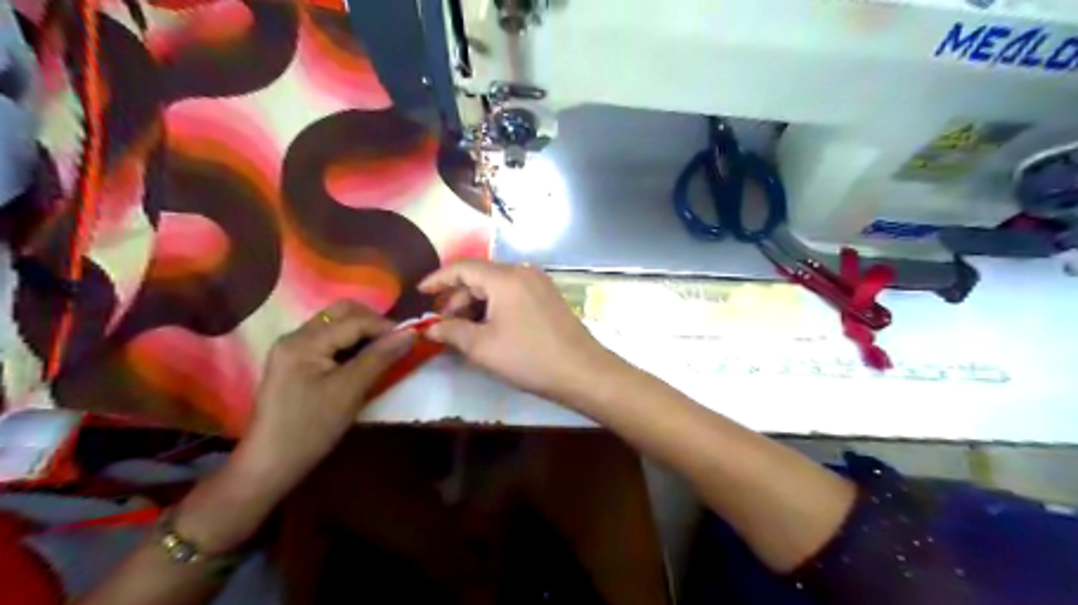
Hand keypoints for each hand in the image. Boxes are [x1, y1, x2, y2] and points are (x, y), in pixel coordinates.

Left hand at [234, 301, 414, 489]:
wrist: (270, 464)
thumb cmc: (311, 428)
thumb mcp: (350, 391)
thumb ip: (380, 357)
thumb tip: (410, 333)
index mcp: (304, 341)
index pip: (354, 320)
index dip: (386, 326)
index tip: (413, 337)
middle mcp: (295, 337)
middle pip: (341, 313)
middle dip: (373, 322)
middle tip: (396, 341)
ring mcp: (293, 349)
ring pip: (336, 324)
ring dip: (363, 332)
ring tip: (385, 349)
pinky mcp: (295, 362)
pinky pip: (329, 340)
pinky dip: (351, 343)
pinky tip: (364, 359)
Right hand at [422, 260, 623, 405]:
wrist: (581, 371)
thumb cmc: (528, 357)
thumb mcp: (482, 347)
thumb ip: (451, 332)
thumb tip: (430, 328)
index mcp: (505, 277)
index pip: (462, 267)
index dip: (437, 279)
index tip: (420, 293)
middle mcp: (523, 272)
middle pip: (480, 277)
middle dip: (457, 298)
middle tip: (442, 324)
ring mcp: (539, 283)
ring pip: (496, 286)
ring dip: (475, 304)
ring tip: (463, 330)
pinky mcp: (548, 296)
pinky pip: (512, 294)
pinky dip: (494, 307)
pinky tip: (488, 327)